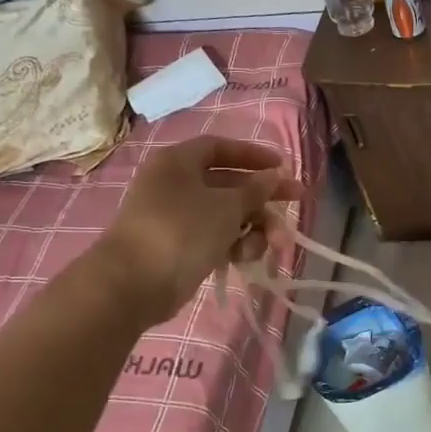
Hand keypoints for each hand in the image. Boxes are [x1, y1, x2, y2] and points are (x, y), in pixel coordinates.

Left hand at [87, 136, 303, 326]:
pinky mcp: (180, 246)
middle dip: (264, 197)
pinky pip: (216, 237)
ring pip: (227, 214)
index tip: (281, 167)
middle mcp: (176, 184)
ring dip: (255, 227)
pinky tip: (245, 257)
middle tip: (297, 201)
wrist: (133, 284)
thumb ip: (256, 189)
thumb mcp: (228, 206)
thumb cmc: (182, 230)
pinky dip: (235, 244)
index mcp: (180, 162)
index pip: (221, 147)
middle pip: (229, 183)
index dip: (253, 155)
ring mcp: (177, 217)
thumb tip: (273, 175)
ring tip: (273, 244)